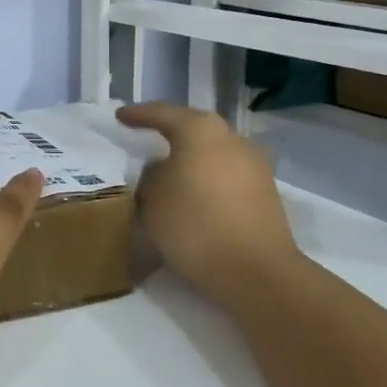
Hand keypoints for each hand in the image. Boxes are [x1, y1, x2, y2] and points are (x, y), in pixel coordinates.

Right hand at [117, 103, 297, 293]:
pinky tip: (193, 194)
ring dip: (191, 159)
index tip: (120, 116)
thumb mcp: (151, 198)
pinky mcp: (266, 194)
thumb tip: (161, 170)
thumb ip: (150, 175)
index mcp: (200, 130)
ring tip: (168, 171)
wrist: (256, 272)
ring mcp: (254, 166)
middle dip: (170, 133)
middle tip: (146, 137)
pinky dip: (207, 180)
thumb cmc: (194, 224)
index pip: (162, 114)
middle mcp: (232, 139)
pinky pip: (226, 176)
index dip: (138, 114)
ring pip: (213, 153)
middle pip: (194, 129)